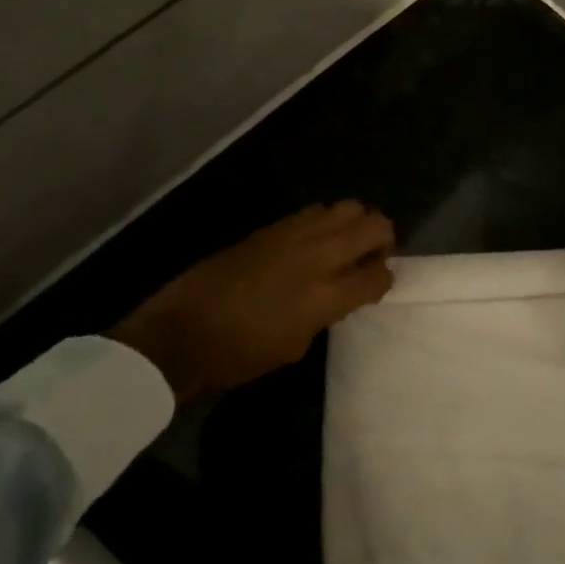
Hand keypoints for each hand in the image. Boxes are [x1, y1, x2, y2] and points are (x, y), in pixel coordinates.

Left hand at [110, 200, 394, 401]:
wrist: (180, 334)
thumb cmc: (238, 356)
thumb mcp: (295, 346)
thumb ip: (326, 313)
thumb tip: (338, 294)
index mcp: (326, 296)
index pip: (379, 274)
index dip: (384, 279)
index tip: (375, 286)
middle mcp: (317, 256)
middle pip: (374, 225)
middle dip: (382, 239)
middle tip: (370, 258)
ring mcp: (293, 234)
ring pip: (347, 207)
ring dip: (355, 224)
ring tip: (343, 245)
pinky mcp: (270, 226)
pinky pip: (314, 211)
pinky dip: (325, 222)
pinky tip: (312, 242)